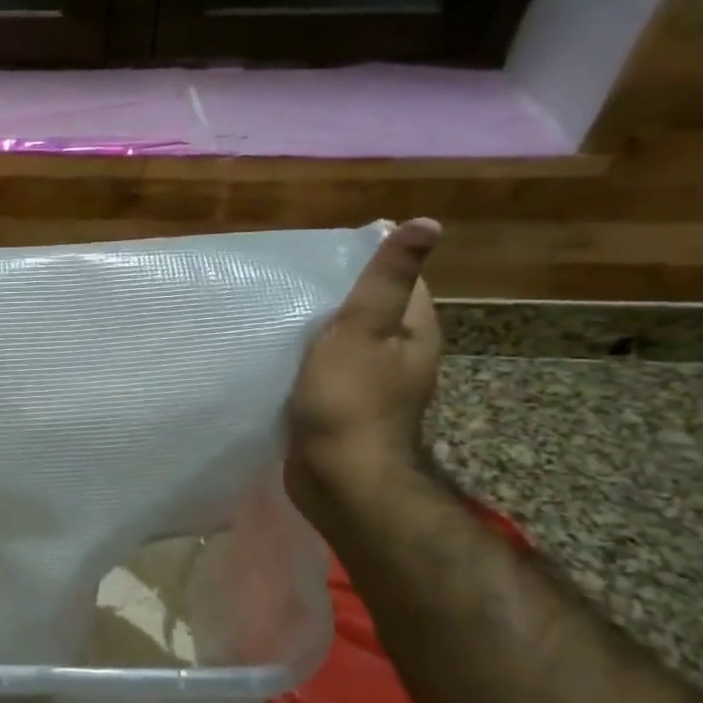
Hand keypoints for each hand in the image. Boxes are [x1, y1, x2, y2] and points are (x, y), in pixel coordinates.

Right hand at [286, 219, 443, 513]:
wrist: (339, 479)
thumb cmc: (351, 400)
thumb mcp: (364, 329)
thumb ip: (386, 280)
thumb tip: (427, 223)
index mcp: (414, 333)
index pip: (400, 282)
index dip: (365, 264)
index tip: (320, 256)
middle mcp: (400, 357)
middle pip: (369, 312)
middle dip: (333, 297)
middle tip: (287, 283)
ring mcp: (371, 386)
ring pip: (343, 343)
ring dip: (316, 330)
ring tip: (276, 313)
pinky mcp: (342, 408)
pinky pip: (324, 371)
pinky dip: (305, 360)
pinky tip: (277, 355)